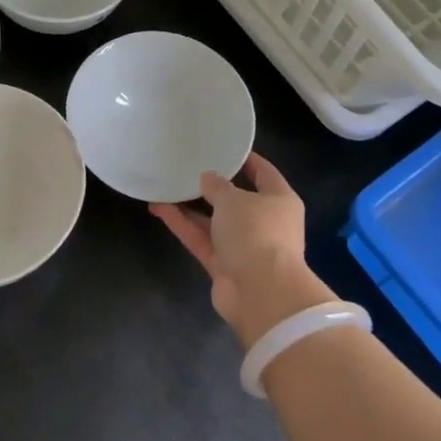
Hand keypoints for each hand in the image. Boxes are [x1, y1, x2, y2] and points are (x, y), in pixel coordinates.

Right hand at [151, 153, 332, 348]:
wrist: (260, 293)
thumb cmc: (256, 233)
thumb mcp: (234, 200)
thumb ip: (218, 186)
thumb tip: (208, 178)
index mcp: (280, 200)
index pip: (264, 173)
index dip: (245, 160)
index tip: (224, 147)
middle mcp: (265, 222)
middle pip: (237, 200)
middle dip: (213, 187)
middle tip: (189, 169)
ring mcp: (244, 247)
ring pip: (214, 221)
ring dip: (191, 207)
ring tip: (165, 187)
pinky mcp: (224, 266)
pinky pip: (202, 240)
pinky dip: (183, 225)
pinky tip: (160, 208)